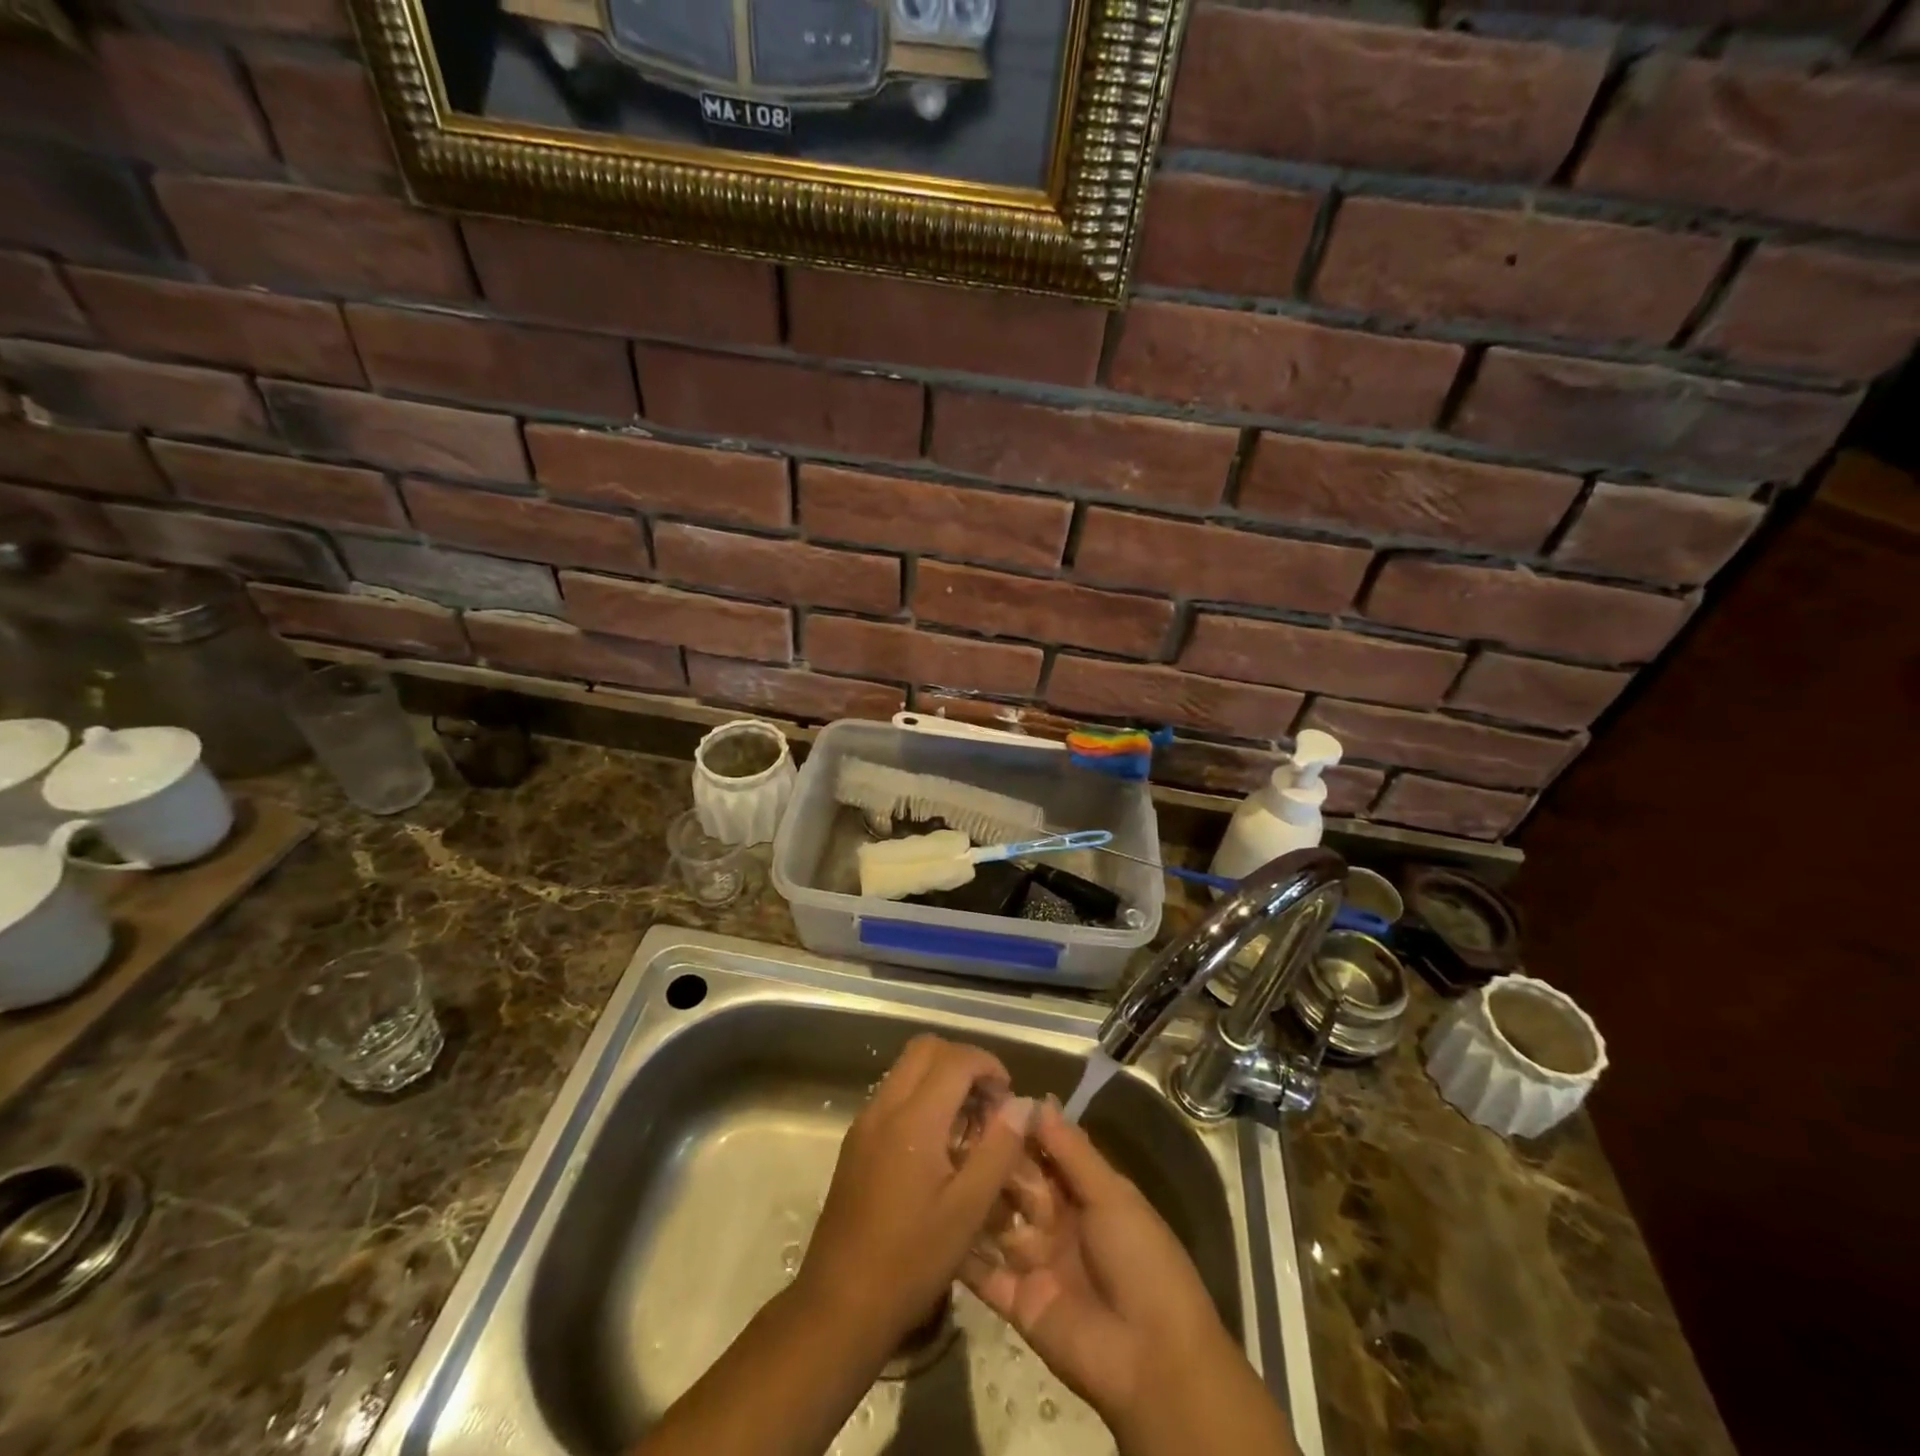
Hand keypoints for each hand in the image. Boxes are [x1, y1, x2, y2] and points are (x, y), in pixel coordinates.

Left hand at [795, 1035, 1037, 1355]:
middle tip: (989, 1102)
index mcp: (913, 1120)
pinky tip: (939, 1145)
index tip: (1009, 1097)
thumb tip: (1023, 1105)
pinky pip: (894, 1094)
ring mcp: (865, 1122)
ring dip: (941, 1078)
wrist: (839, 1305)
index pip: (955, 1058)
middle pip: (926, 1049)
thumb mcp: (967, 1211)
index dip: (988, 1065)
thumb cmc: (910, 1261)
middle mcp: (884, 1107)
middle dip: (963, 1062)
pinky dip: (921, 1097)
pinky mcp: (856, 1141)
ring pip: (907, 1068)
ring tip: (969, 1124)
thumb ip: (998, 1150)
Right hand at [961, 1100, 1239, 1427]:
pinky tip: (932, 1222)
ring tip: (931, 1163)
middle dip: (990, 1159)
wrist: (1153, 1360)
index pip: (1045, 1152)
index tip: (983, 1098)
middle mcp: (1057, 1222)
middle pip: (1018, 1184)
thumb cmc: (1141, 1261)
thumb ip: (1072, 1151)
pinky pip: (984, 1273)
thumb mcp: (1112, 1195)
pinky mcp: (1018, 1302)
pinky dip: (961, 1253)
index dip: (1019, 1129)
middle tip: (947, 1126)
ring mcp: (1036, 1262)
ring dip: (971, 1197)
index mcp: (1086, 1194)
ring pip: (997, 1221)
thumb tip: (1038, 1100)